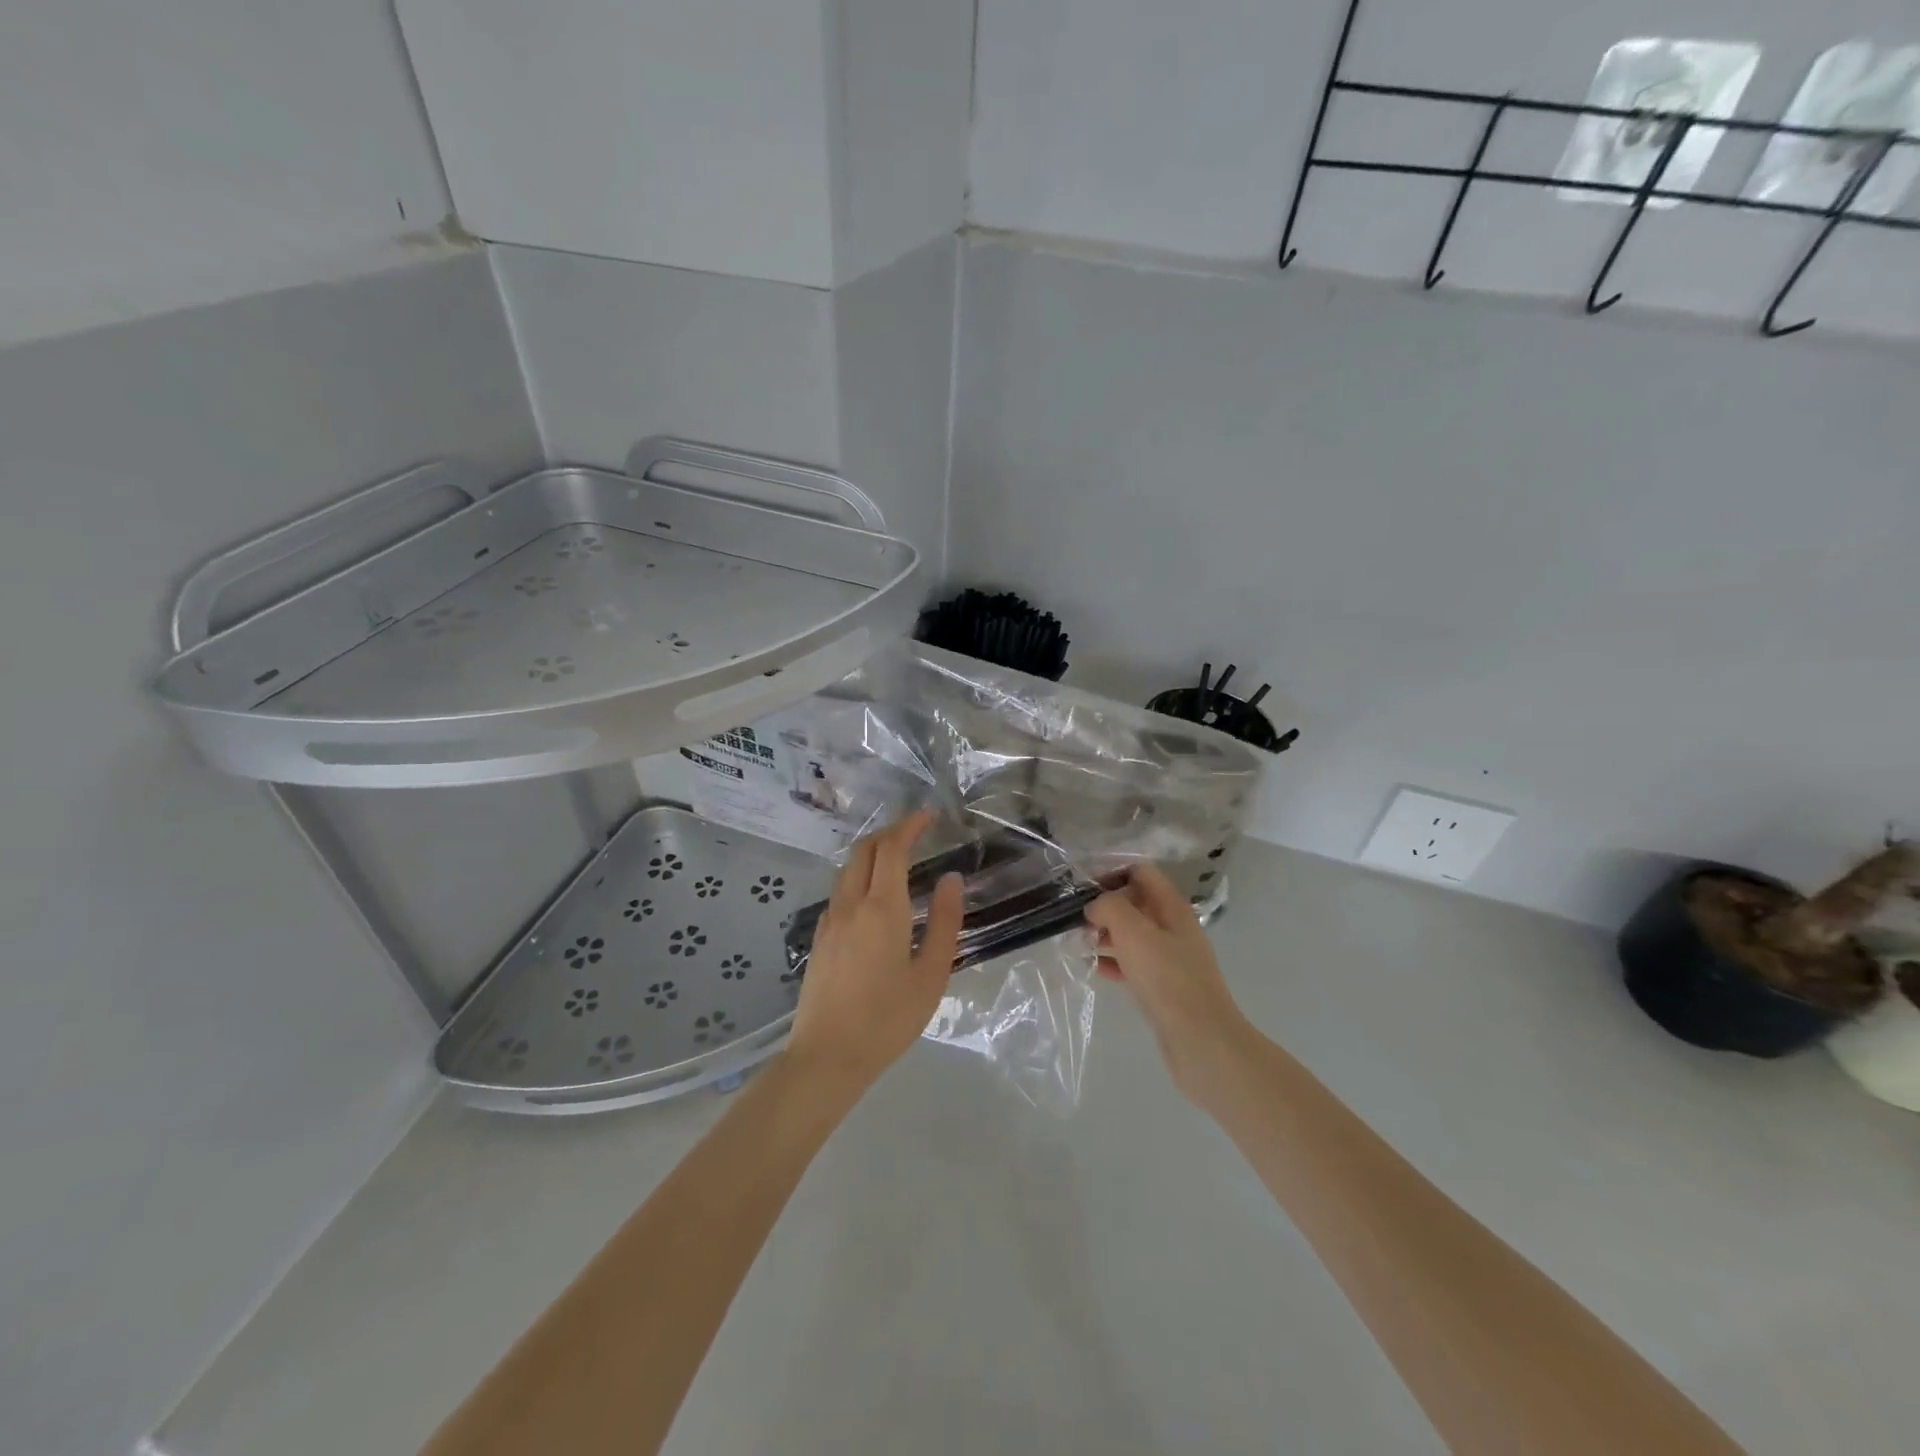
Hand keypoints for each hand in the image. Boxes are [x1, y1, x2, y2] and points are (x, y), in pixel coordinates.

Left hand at [786, 810, 964, 1095]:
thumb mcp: (931, 975)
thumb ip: (945, 923)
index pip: (892, 849)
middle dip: (890, 832)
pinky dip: (859, 876)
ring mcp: (830, 921)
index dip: (910, 825)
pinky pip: (840, 891)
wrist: (827, 1057)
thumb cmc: (887, 1019)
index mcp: (882, 909)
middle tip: (915, 831)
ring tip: (898, 857)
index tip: (929, 816)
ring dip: (872, 853)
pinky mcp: (819, 938)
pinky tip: (874, 896)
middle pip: (865, 850)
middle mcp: (851, 904)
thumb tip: (951, 880)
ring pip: (848, 869)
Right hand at [1086, 863, 1250, 1097]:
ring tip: (1079, 943)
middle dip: (1105, 907)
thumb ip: (1110, 907)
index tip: (1083, 886)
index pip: (1142, 873)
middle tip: (1077, 919)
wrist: (1201, 1041)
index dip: (1112, 872)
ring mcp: (1170, 959)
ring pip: (1133, 935)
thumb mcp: (1134, 933)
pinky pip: (1134, 964)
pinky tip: (1095, 969)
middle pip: (1136, 903)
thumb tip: (1096, 906)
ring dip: (1106, 935)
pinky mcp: (1164, 987)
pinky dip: (1114, 962)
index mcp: (1172, 908)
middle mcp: (1174, 928)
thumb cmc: (1167, 979)